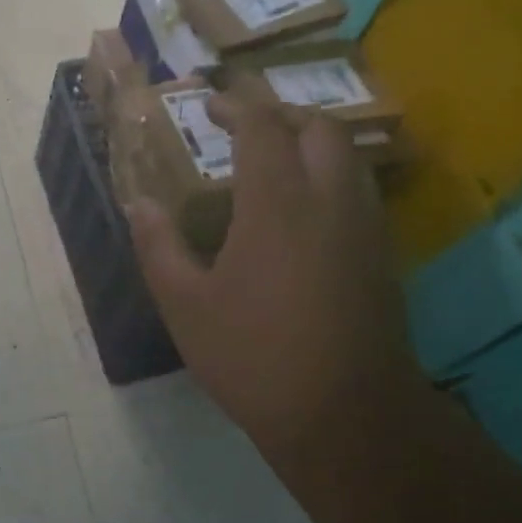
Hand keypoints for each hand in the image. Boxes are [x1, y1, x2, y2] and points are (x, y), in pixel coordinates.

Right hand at [126, 89, 427, 461]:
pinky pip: (358, 190)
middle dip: (282, 114)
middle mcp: (329, 200)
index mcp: (277, 203)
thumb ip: (158, 246)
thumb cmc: (256, 357)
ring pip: (347, 156)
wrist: (348, 417)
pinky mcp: (383, 255)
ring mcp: (365, 227)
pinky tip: (303, 211)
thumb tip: (138, 203)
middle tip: (245, 128)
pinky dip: (330, 176)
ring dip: (311, 143)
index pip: (262, 127)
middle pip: (319, 127)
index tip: (209, 106)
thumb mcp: (186, 306)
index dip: (235, 106)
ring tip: (274, 162)